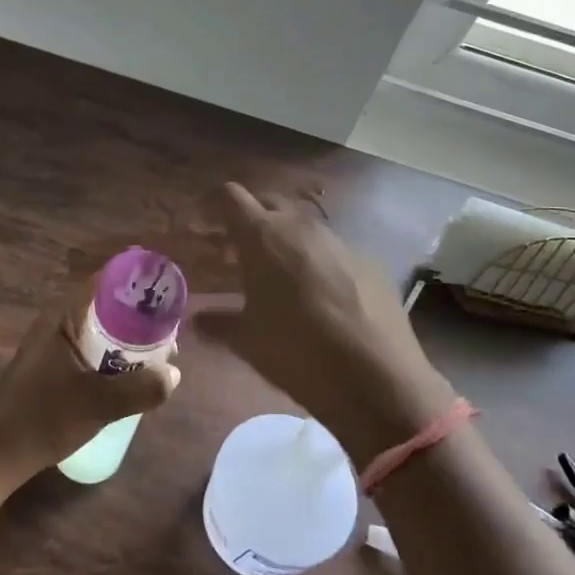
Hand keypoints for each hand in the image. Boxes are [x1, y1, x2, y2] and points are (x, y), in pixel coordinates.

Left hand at [0, 281, 178, 480]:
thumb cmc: (42, 419)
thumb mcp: (97, 405)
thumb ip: (139, 389)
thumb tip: (174, 374)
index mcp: (64, 317)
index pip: (105, 281)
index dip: (136, 280)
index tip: (166, 288)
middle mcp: (59, 323)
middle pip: (107, 305)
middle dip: (140, 314)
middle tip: (171, 328)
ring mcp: (55, 346)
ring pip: (101, 330)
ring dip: (129, 338)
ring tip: (161, 353)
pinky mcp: (54, 367)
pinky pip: (93, 349)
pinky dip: (115, 355)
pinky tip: (133, 376)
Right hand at [195, 183, 453, 463]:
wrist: (376, 377)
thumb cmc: (296, 353)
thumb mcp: (247, 341)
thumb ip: (219, 323)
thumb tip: (198, 319)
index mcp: (263, 236)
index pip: (230, 197)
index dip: (212, 205)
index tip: (202, 223)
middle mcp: (301, 226)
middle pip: (269, 203)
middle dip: (250, 219)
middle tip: (237, 250)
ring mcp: (339, 241)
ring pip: (304, 226)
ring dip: (286, 241)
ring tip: (278, 275)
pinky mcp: (369, 261)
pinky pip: (333, 251)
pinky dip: (317, 263)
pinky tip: (320, 297)